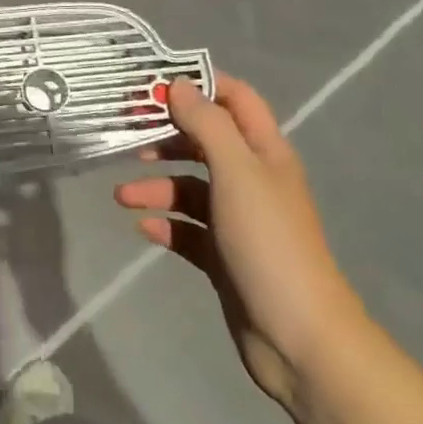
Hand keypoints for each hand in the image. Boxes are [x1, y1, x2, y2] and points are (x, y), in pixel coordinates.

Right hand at [116, 75, 366, 411]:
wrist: (299, 339)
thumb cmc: (269, 242)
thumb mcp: (237, 172)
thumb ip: (206, 124)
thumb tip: (177, 85)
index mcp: (264, 153)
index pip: (235, 99)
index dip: (199, 84)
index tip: (154, 85)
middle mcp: (252, 180)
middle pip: (204, 141)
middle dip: (166, 136)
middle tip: (126, 136)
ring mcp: (238, 220)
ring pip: (190, 188)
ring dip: (156, 186)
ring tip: (124, 198)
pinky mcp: (224, 256)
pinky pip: (187, 229)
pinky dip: (165, 224)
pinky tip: (144, 229)